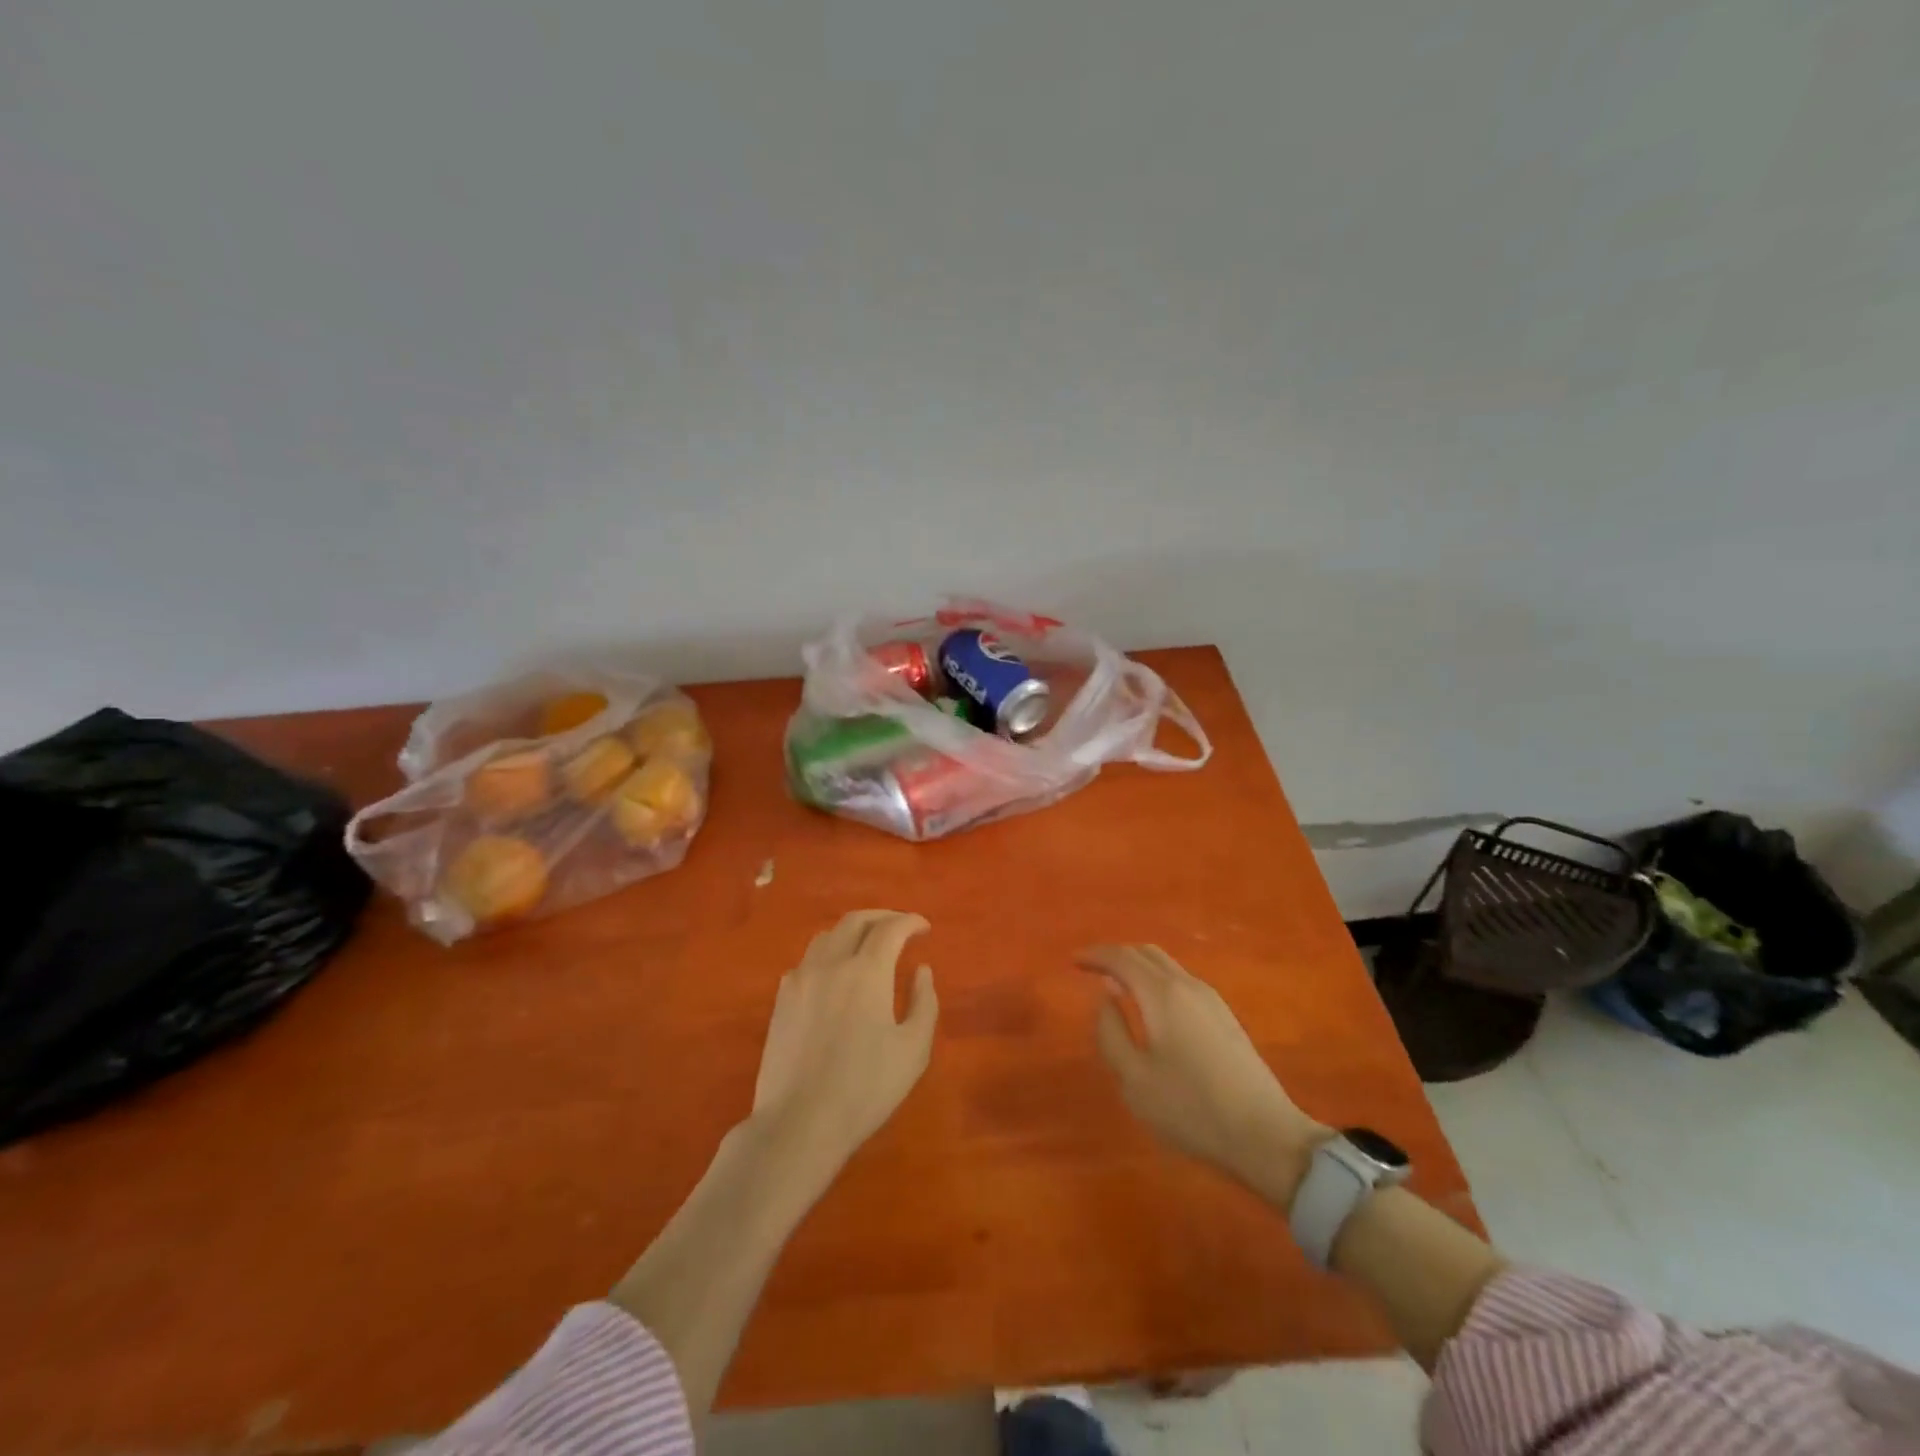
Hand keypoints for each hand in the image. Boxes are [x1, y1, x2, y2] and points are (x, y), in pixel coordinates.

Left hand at [750, 909, 939, 1179]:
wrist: (799, 1123)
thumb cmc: (865, 1088)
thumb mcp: (913, 1050)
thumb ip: (924, 1002)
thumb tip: (921, 970)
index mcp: (866, 971)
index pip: (890, 928)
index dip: (910, 922)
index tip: (924, 928)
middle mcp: (830, 964)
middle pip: (855, 921)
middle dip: (882, 918)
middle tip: (900, 928)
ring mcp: (800, 979)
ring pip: (827, 936)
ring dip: (852, 931)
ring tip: (868, 945)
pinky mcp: (782, 1000)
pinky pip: (807, 960)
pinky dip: (829, 953)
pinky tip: (836, 974)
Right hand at [1081, 945, 1328, 1204]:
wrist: (1265, 1136)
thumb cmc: (1190, 1109)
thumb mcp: (1134, 1079)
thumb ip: (1111, 1032)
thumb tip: (1106, 996)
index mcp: (1162, 995)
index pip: (1122, 958)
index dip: (1095, 955)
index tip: (1074, 960)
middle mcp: (1187, 985)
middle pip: (1146, 953)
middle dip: (1116, 955)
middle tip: (1093, 970)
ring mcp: (1211, 1000)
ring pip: (1167, 965)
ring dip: (1138, 967)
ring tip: (1118, 986)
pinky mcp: (1225, 1017)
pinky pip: (1181, 981)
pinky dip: (1157, 980)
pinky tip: (1151, 1006)